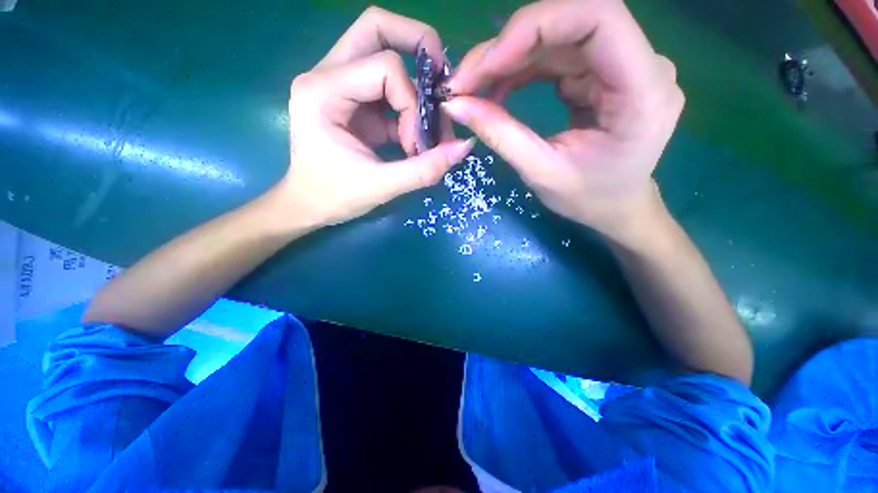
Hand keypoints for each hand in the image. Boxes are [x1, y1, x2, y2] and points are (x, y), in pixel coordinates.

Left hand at [277, 7, 473, 227]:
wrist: (308, 206)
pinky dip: (408, 107)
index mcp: (322, 92)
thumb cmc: (334, 197)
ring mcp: (339, 85)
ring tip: (428, 122)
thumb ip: (425, 169)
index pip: (384, 68)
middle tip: (440, 83)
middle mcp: (326, 76)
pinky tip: (414, 135)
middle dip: (418, 46)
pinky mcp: (352, 101)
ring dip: (415, 83)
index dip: (412, 103)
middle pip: (377, 29)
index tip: (416, 143)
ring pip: (383, 52)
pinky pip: (387, 87)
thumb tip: (465, 146)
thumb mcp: (382, 187)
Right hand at [443, 0, 683, 243]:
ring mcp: (621, 65)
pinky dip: (519, 71)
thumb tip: (455, 106)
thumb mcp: (541, 173)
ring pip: (556, 38)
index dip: (536, 26)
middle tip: (465, 81)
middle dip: (509, 47)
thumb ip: (501, 135)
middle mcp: (640, 64)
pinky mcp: (601, 73)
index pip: (596, 17)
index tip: (487, 64)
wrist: (615, 207)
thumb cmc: (588, 198)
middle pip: (570, 23)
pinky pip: (554, 57)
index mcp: (643, 90)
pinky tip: (496, 91)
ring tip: (473, 89)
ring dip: (508, 60)